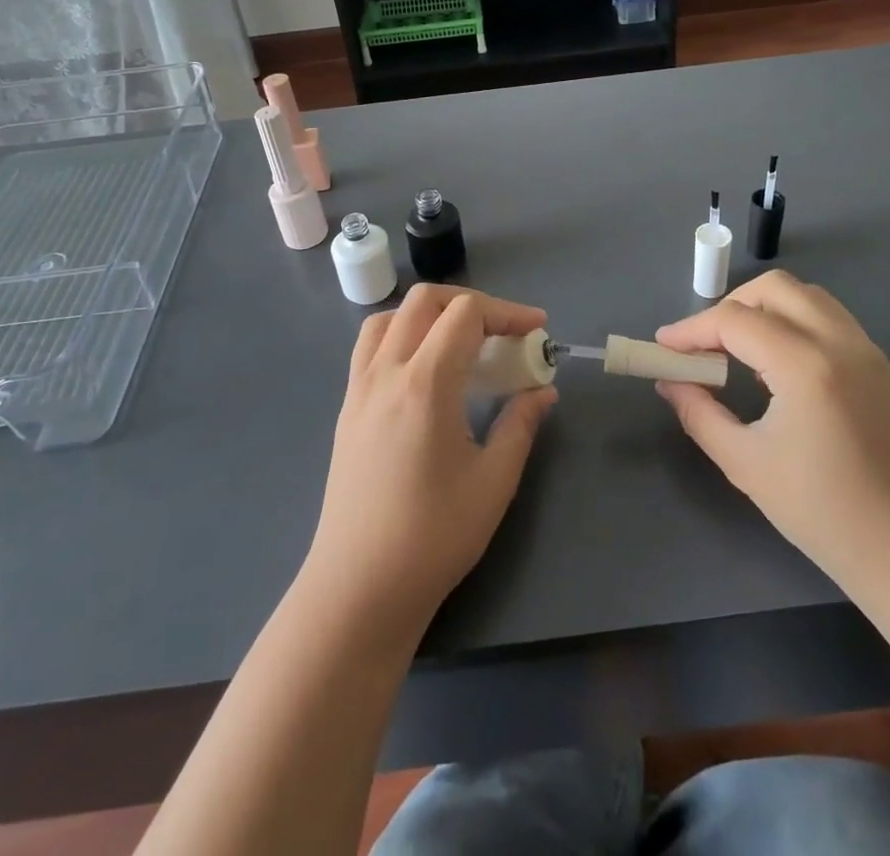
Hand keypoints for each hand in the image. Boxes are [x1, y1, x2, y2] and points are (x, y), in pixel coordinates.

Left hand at [301, 285, 556, 643]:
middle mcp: (386, 372)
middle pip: (425, 301)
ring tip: (461, 343)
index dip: (507, 312)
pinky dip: (401, 334)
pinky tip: (423, 369)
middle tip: (504, 333)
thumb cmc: (433, 537)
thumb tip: (543, 391)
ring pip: (391, 317)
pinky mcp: (347, 407)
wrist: (358, 588)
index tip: (537, 330)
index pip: (465, 314)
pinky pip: (371, 345)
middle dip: (472, 304)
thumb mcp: (493, 481)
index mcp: (424, 383)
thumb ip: (521, 425)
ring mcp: (359, 388)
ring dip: (431, 314)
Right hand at [655, 270, 889, 596]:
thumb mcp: (745, 464)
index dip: (692, 329)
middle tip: (704, 345)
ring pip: (806, 297)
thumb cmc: (824, 514)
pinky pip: (829, 320)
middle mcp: (840, 343)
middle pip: (773, 288)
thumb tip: (671, 383)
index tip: (664, 347)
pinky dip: (794, 323)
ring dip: (764, 309)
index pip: (735, 320)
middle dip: (729, 307)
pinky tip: (778, 367)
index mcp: (806, 365)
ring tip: (738, 351)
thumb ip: (699, 413)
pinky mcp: (882, 367)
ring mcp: (868, 351)